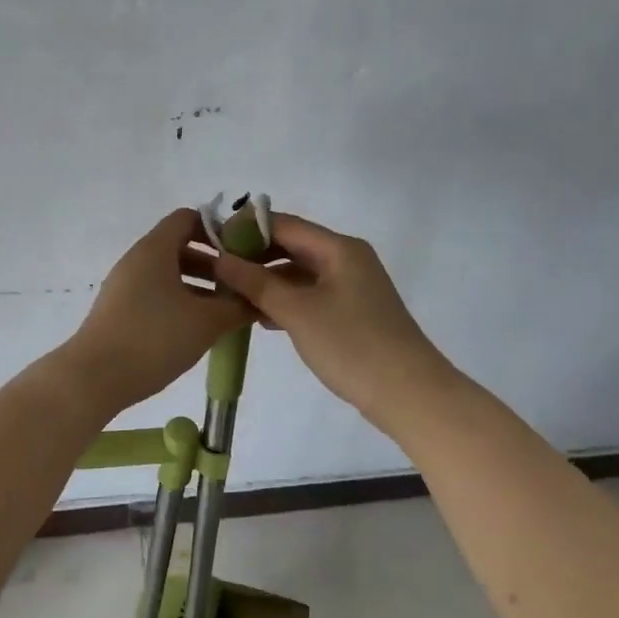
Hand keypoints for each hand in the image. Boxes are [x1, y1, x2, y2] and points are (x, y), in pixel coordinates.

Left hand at [62, 208, 251, 414]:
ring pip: (168, 275)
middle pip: (179, 247)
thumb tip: (258, 299)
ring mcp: (124, 287)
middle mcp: (136, 260)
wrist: (94, 378)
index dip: (218, 230)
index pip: (188, 218)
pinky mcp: (119, 311)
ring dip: (198, 287)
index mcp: (155, 249)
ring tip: (225, 312)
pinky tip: (196, 329)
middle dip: (213, 264)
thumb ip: (237, 306)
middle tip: (241, 287)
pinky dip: (179, 303)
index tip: (243, 254)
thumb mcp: (206, 322)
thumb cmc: (153, 339)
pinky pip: (155, 296)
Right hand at [211, 212, 455, 428]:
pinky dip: (284, 302)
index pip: (285, 225)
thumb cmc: (351, 345)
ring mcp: (350, 287)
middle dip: (254, 257)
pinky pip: (309, 296)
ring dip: (266, 282)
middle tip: (215, 271)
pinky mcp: (351, 313)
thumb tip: (221, 259)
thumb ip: (257, 282)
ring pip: (299, 274)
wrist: (407, 393)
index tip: (211, 242)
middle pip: (292, 247)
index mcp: (339, 248)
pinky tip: (259, 317)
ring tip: (229, 295)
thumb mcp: (298, 312)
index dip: (246, 229)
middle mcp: (346, 260)